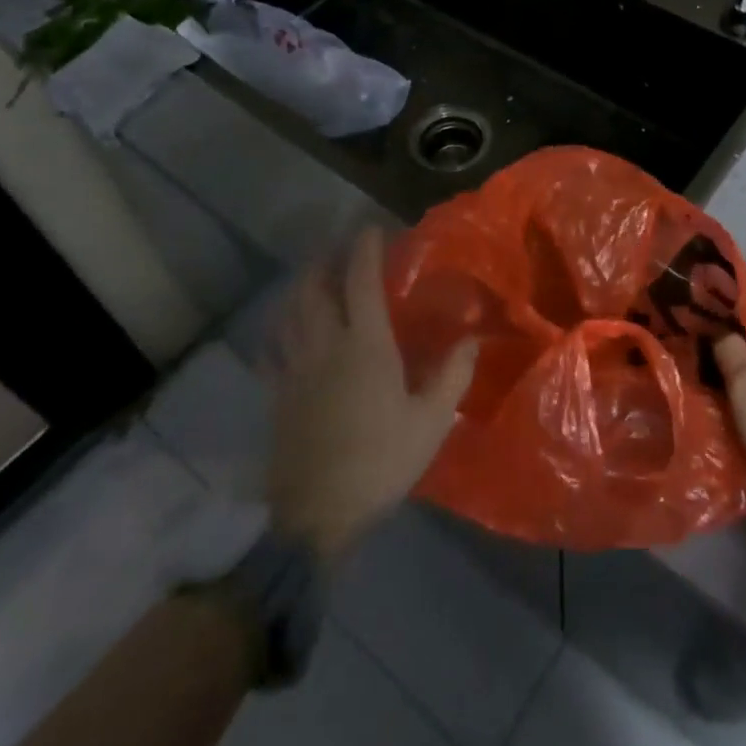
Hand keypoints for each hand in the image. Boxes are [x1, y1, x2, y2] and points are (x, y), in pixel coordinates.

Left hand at [264, 228, 477, 562]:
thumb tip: (473, 338)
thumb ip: (453, 375)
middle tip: (336, 248)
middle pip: (314, 289)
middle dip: (324, 261)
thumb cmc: (381, 461)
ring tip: (311, 277)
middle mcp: (325, 346)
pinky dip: (277, 330)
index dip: (365, 250)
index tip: (371, 229)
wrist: (318, 516)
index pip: (361, 282)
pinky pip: (272, 350)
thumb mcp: (431, 422)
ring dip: (299, 287)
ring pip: (289, 313)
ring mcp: (295, 370)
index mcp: (365, 346)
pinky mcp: (278, 395)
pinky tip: (282, 330)